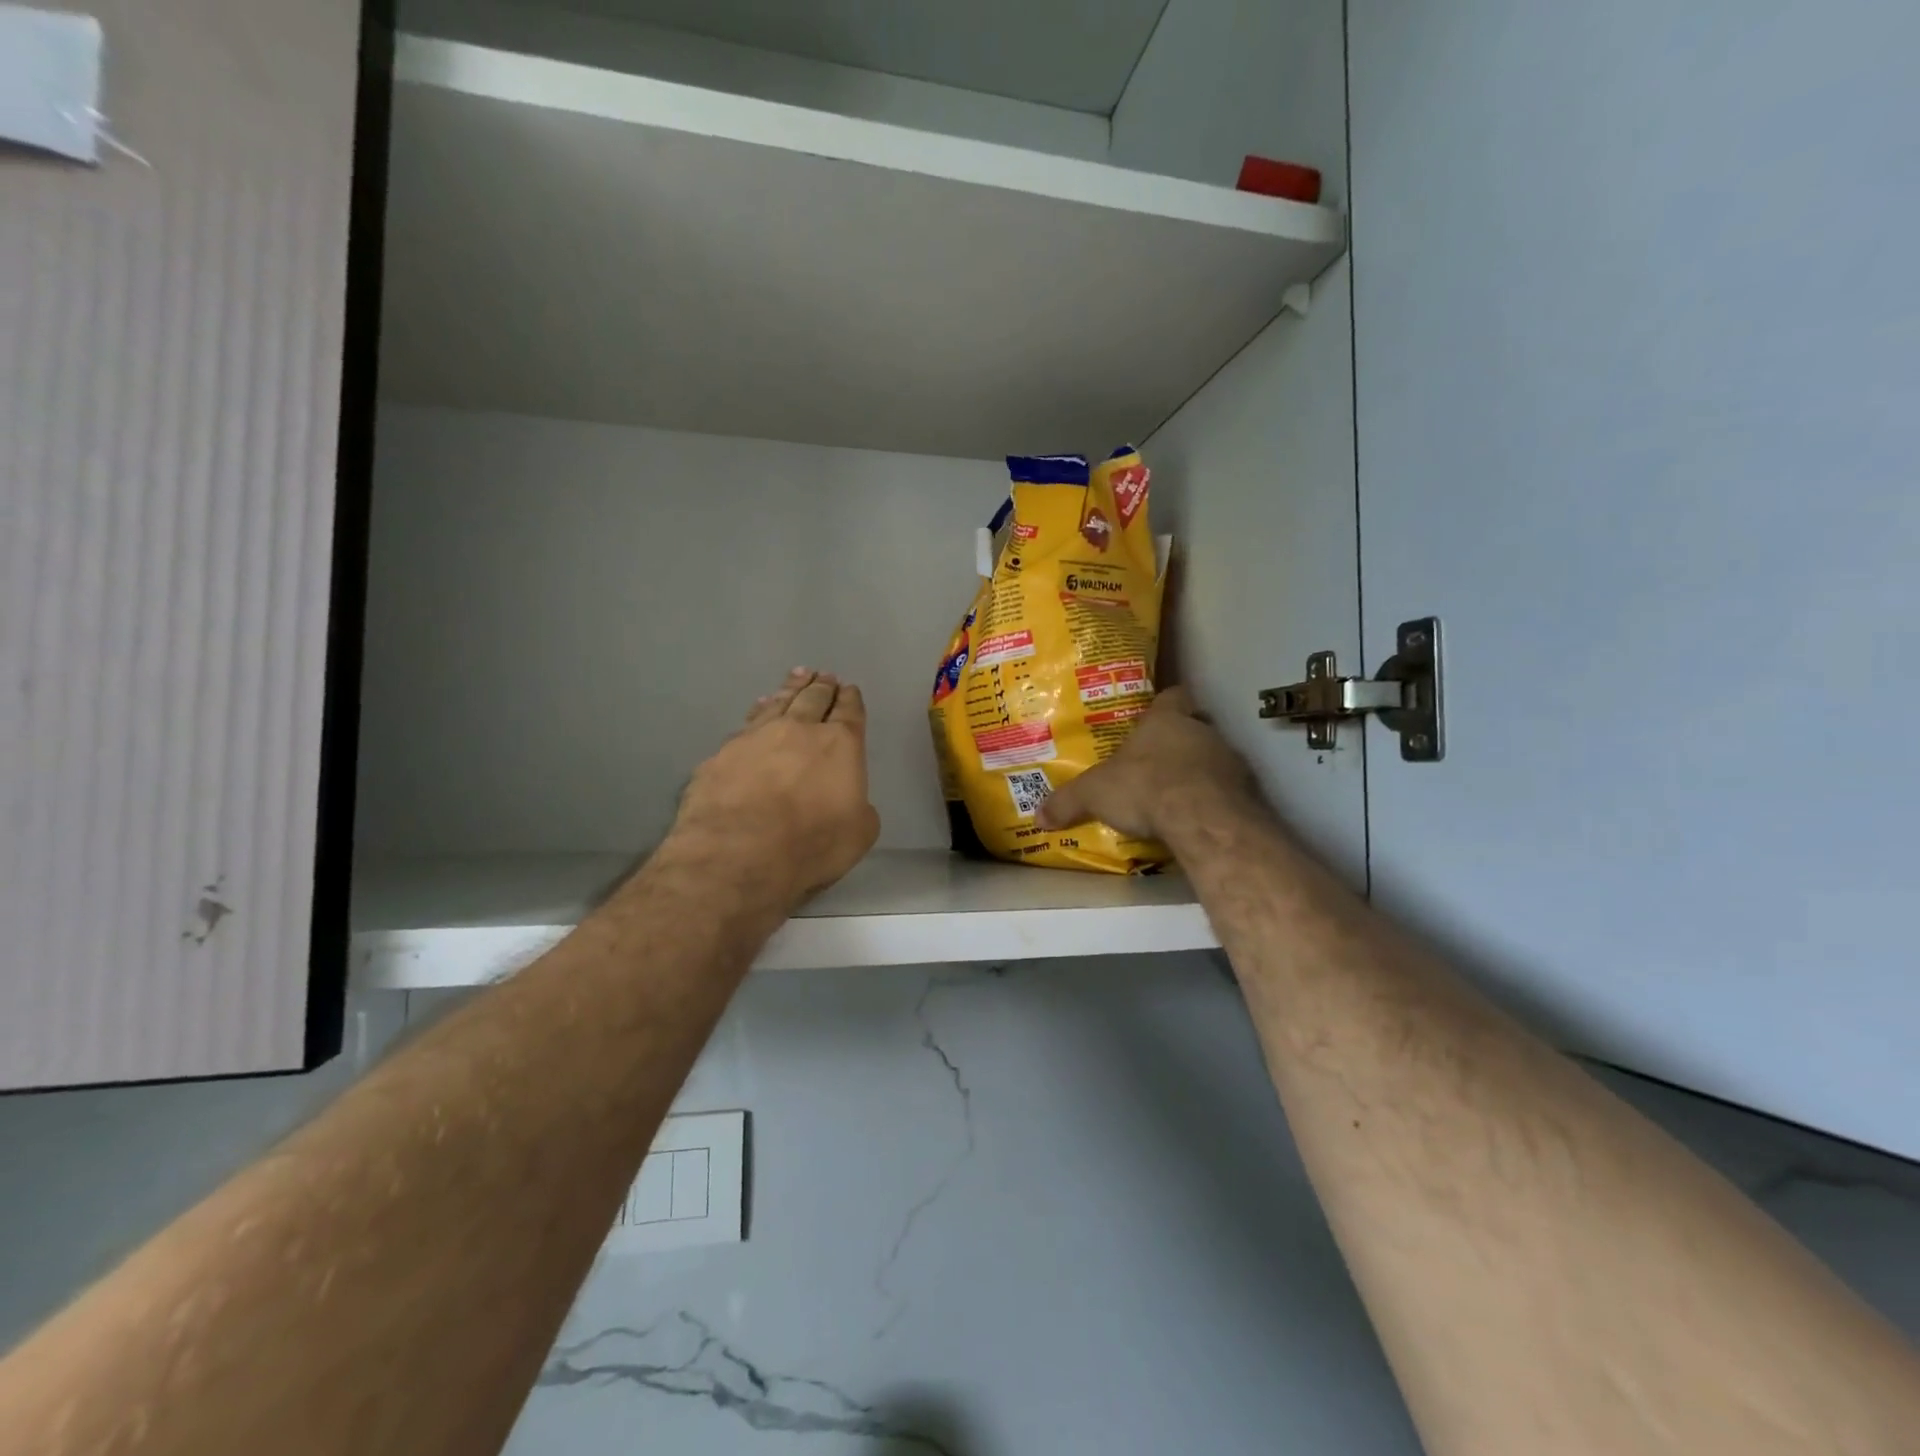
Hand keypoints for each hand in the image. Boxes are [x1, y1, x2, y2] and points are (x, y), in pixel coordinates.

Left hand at [674, 669, 880, 902]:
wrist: (737, 852)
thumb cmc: (811, 845)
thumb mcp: (859, 833)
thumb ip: (859, 808)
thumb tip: (850, 801)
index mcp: (840, 745)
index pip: (849, 712)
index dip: (851, 700)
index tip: (850, 690)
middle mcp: (799, 730)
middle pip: (813, 698)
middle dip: (822, 687)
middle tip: (824, 676)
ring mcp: (756, 737)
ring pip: (778, 703)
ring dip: (790, 689)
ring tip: (797, 677)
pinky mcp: (722, 754)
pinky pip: (747, 724)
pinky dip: (758, 712)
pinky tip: (758, 710)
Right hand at [1036, 687, 1258, 842]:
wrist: (1202, 816)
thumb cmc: (1145, 786)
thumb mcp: (1094, 794)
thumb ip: (1068, 801)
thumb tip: (1038, 816)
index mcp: (1165, 720)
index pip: (1172, 696)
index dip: (1165, 703)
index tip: (1155, 716)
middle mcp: (1201, 731)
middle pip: (1194, 727)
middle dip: (1177, 744)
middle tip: (1156, 764)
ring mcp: (1229, 759)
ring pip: (1214, 758)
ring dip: (1198, 773)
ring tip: (1175, 796)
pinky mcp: (1246, 790)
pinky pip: (1228, 789)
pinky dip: (1214, 800)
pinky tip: (1196, 818)